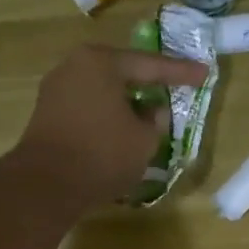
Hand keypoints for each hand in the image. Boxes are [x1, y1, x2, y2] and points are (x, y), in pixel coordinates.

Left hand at [10, 45, 207, 212]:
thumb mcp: (144, 139)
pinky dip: (106, 114)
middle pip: (121, 72)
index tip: (203, 74)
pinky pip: (87, 106)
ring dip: (125, 101)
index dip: (179, 72)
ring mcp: (55, 89)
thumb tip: (151, 111)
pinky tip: (120, 126)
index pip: (149, 65)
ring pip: (102, 90)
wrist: (45, 185)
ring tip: (148, 111)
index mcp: (100, 62)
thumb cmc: (102, 154)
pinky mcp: (46, 113)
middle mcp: (73, 66)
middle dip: (147, 82)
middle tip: (174, 85)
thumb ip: (154, 120)